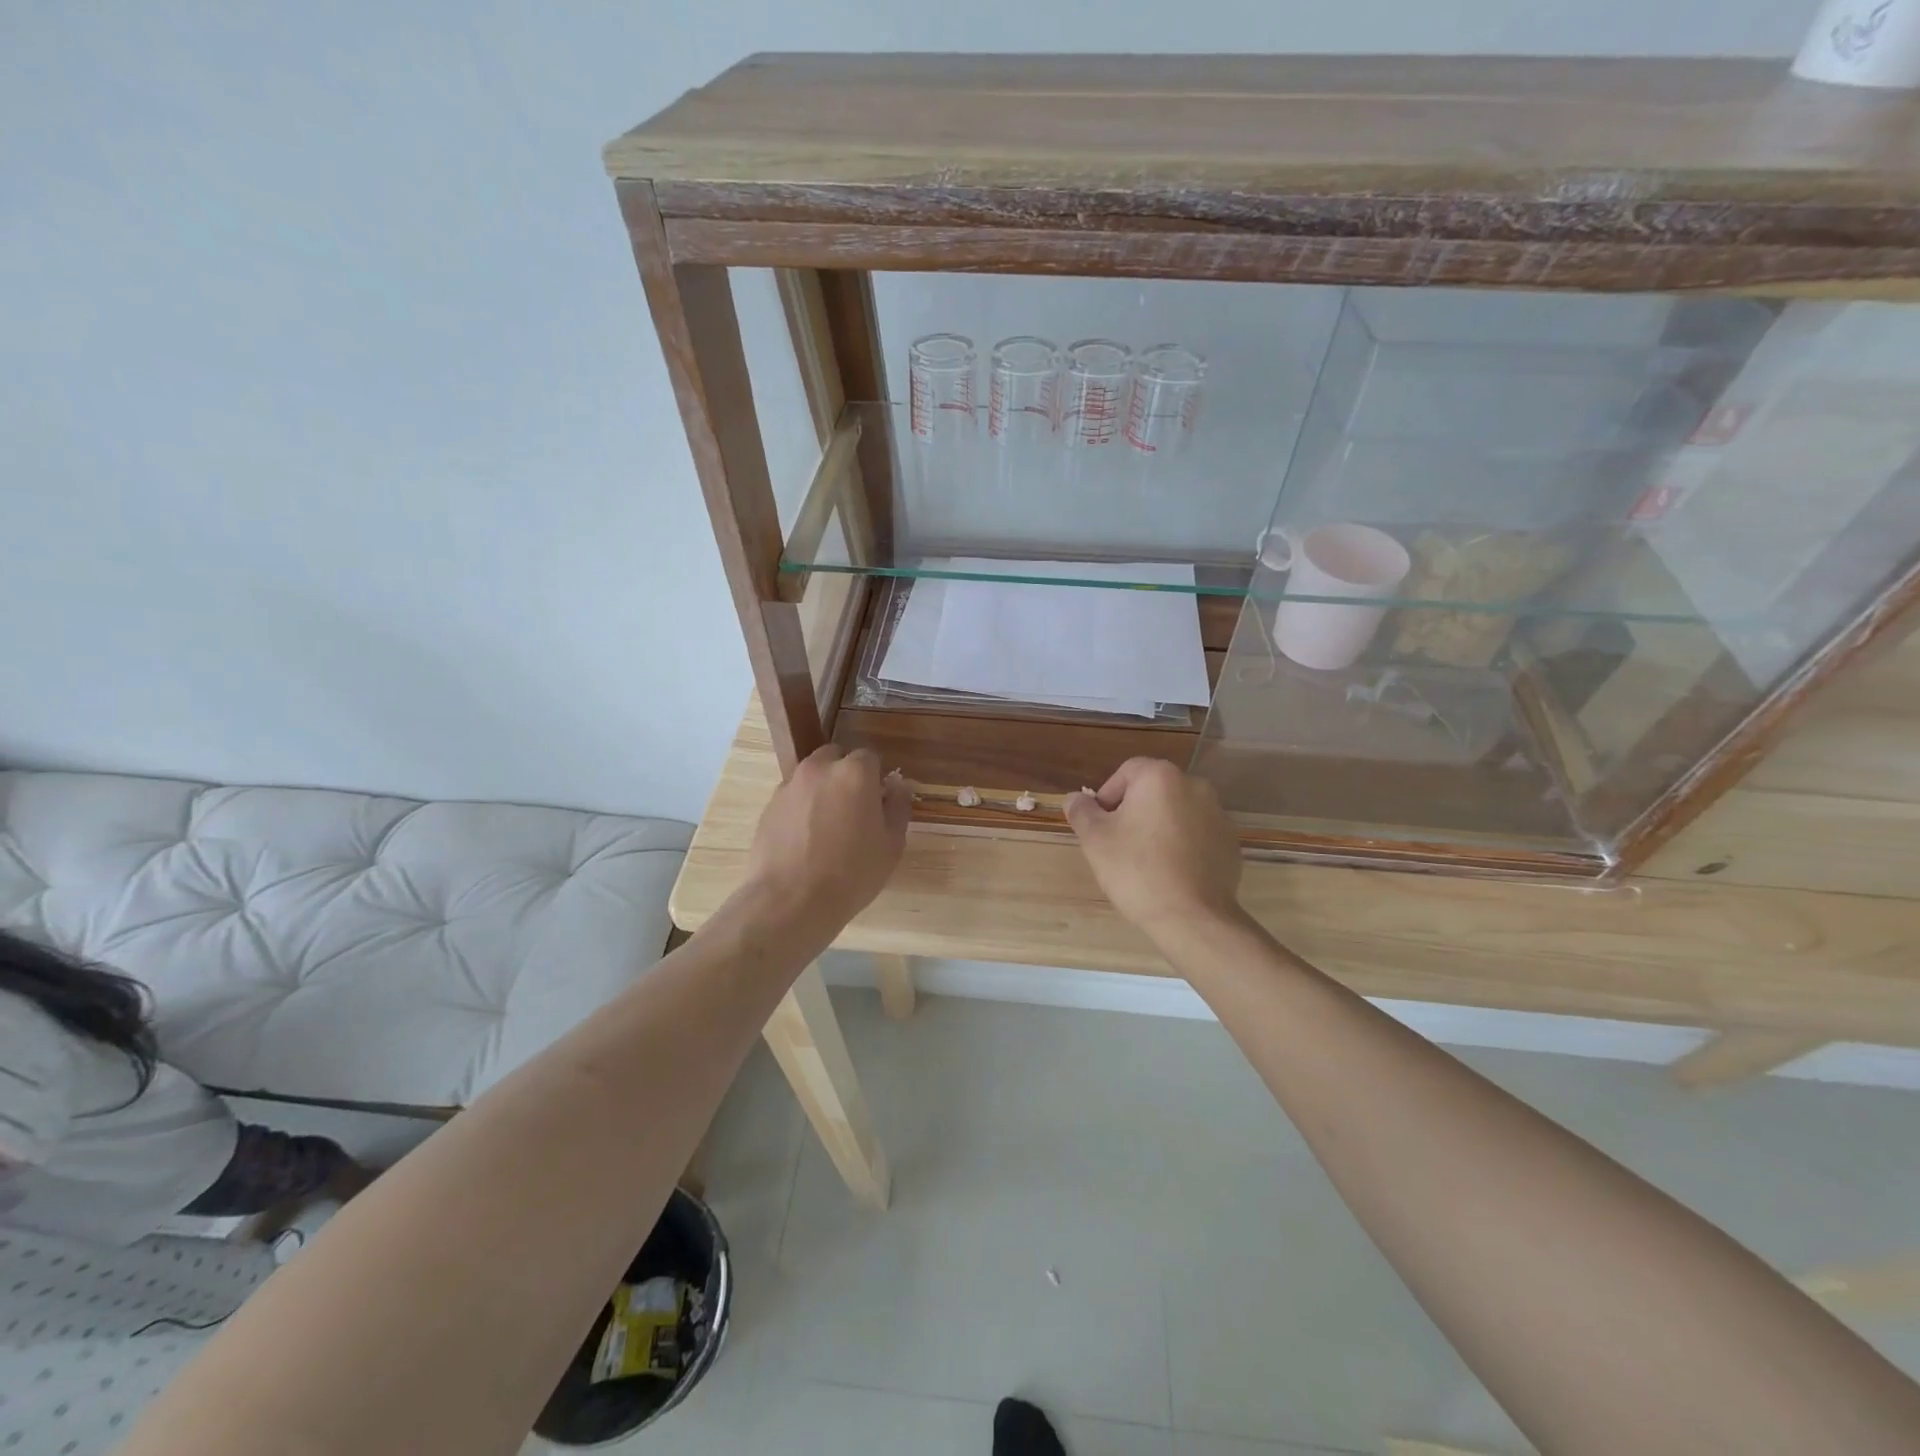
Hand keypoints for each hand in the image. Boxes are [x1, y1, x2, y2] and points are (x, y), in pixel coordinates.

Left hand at [742, 745, 910, 936]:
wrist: (790, 901)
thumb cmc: (851, 873)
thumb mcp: (891, 845)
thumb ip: (898, 807)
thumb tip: (898, 786)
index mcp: (854, 772)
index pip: (870, 757)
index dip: (876, 778)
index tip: (878, 803)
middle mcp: (820, 769)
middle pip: (837, 758)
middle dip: (847, 776)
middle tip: (854, 811)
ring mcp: (790, 785)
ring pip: (813, 776)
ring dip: (823, 790)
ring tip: (828, 827)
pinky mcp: (769, 806)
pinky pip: (793, 797)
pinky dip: (802, 808)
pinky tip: (806, 840)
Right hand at [1065, 759, 1242, 940]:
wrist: (1193, 917)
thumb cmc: (1137, 870)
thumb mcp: (1095, 839)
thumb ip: (1081, 811)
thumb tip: (1075, 799)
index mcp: (1161, 777)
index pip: (1126, 773)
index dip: (1107, 797)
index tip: (1101, 827)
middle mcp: (1194, 786)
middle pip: (1153, 791)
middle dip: (1133, 812)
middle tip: (1119, 845)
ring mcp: (1218, 815)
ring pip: (1176, 813)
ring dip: (1158, 828)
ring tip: (1145, 863)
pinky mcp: (1230, 843)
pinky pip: (1197, 835)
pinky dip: (1182, 846)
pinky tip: (1171, 874)